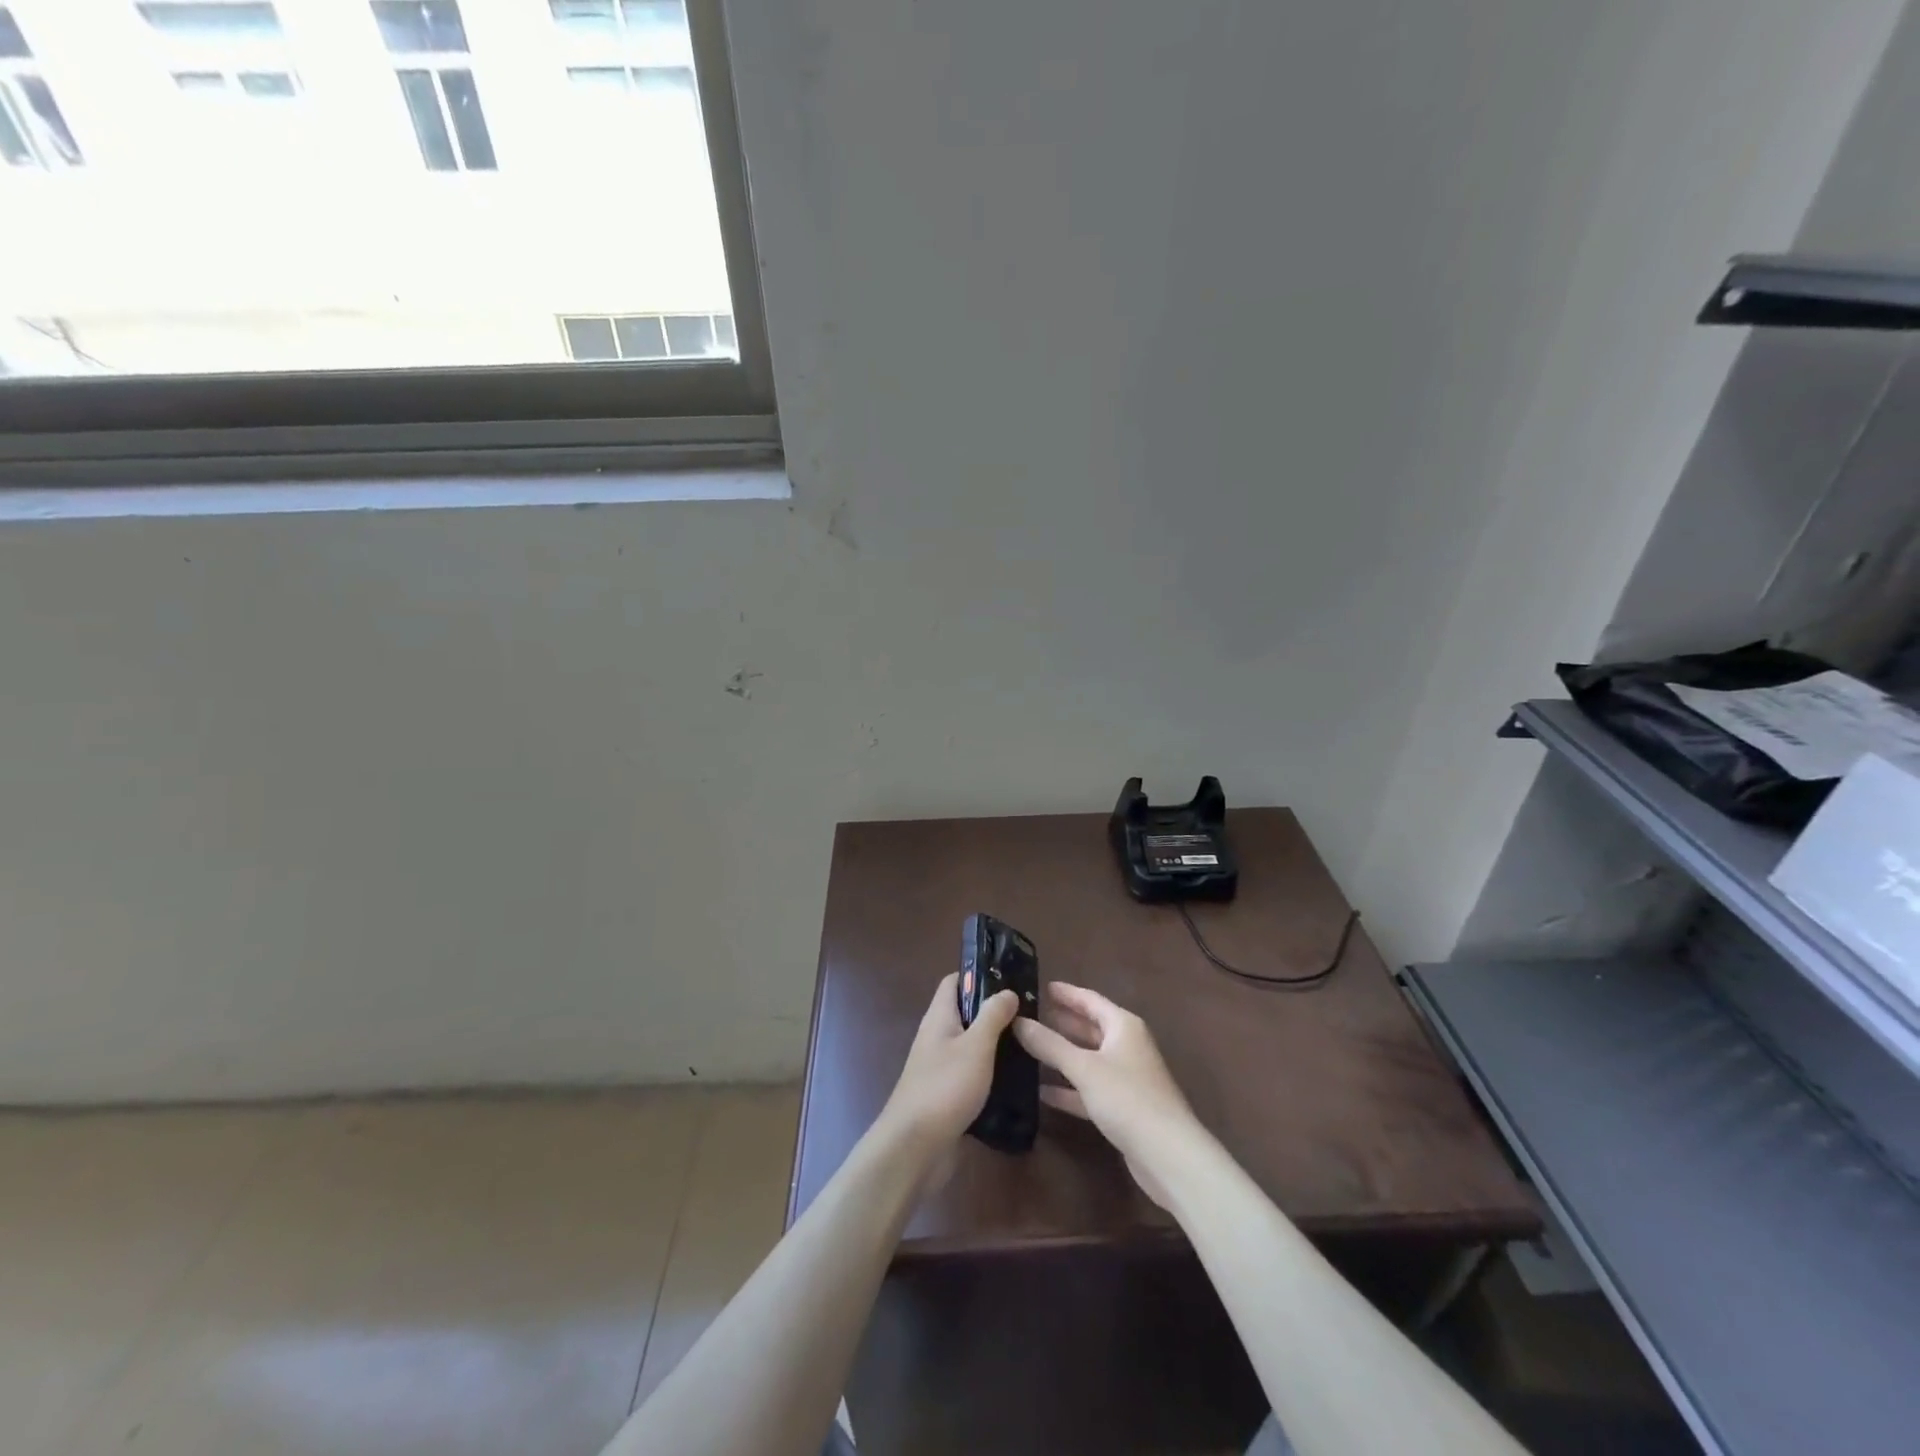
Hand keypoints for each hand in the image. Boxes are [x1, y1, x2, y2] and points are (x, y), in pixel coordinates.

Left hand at [879, 974, 1019, 1149]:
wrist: (915, 1147)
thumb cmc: (945, 1087)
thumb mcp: (976, 1046)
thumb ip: (992, 1016)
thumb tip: (1006, 990)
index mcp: (939, 1017)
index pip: (955, 982)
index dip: (979, 975)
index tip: (1010, 978)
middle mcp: (937, 1037)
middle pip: (965, 1013)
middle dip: (994, 1011)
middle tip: (1030, 1014)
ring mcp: (940, 1068)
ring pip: (971, 1045)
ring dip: (995, 1043)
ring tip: (1029, 1044)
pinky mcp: (948, 1095)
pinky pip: (972, 1074)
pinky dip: (991, 1072)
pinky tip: (1016, 1080)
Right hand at [1013, 982, 1201, 1207]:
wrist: (1168, 1155)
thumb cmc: (1128, 1098)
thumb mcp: (1084, 1067)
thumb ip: (1049, 1044)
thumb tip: (1017, 1021)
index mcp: (1123, 1026)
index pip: (1090, 1000)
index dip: (1066, 993)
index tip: (1040, 986)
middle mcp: (1126, 1046)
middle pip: (1090, 1028)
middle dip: (1061, 1022)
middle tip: (1028, 1016)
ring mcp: (1125, 1078)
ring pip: (1088, 1059)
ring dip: (1061, 1055)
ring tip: (1028, 1047)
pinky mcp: (1121, 1108)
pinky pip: (1089, 1089)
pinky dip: (1068, 1089)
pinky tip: (1041, 1091)